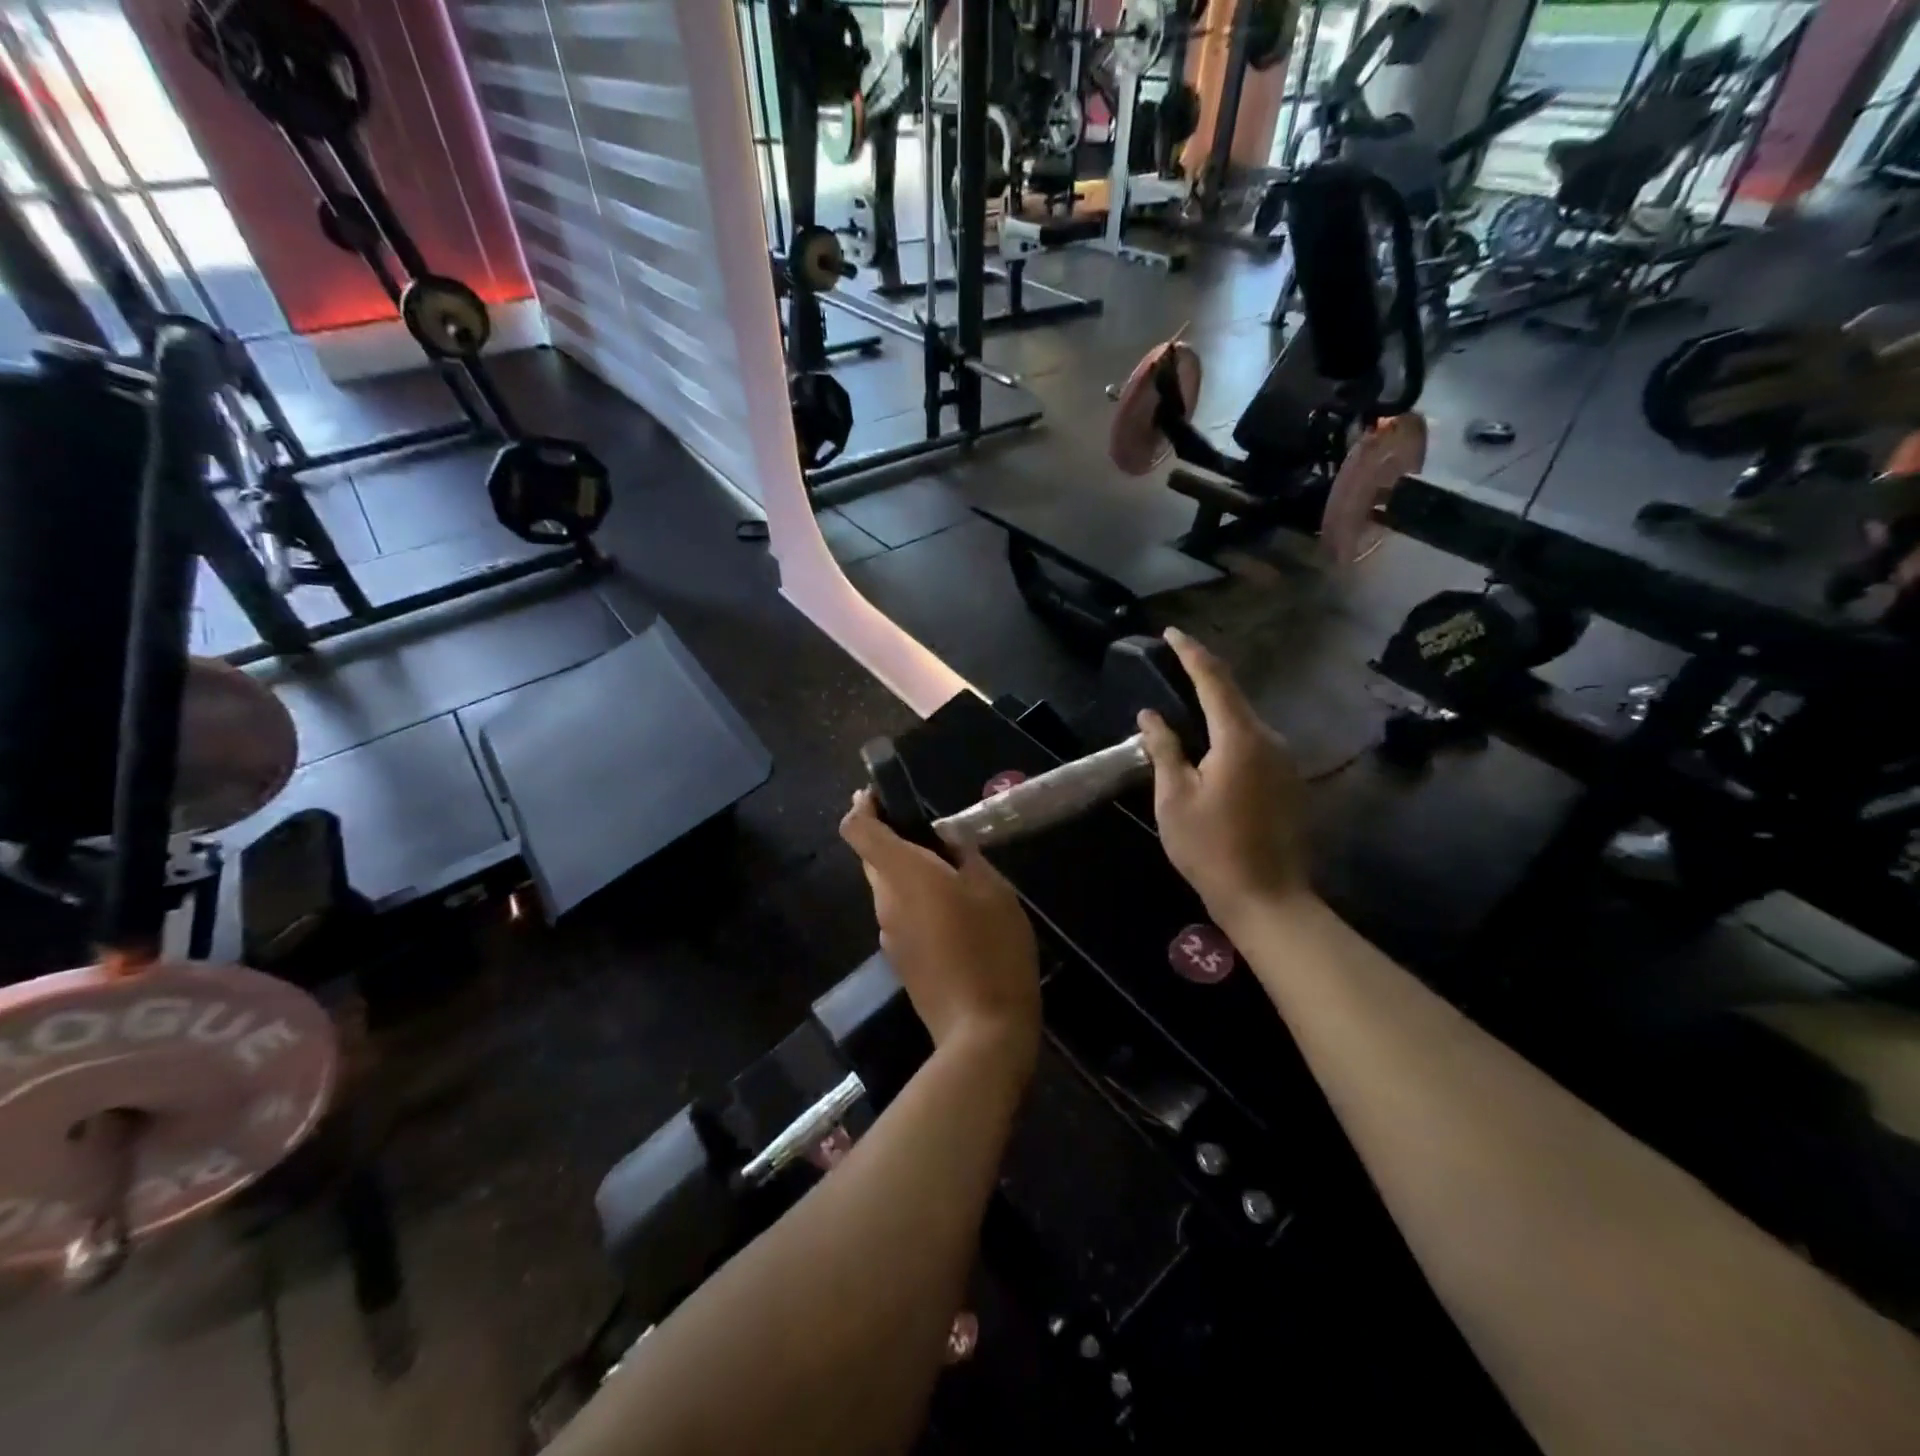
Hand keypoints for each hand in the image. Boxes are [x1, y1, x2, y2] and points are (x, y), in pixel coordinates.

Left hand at [840, 790, 1041, 1061]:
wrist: (982, 1032)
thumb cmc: (991, 948)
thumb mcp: (993, 890)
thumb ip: (964, 855)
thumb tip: (944, 839)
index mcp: (903, 875)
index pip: (858, 830)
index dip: (863, 806)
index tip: (881, 794)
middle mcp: (885, 901)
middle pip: (873, 858)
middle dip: (892, 837)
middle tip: (933, 832)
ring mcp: (889, 934)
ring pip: (889, 887)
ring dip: (909, 872)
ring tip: (954, 872)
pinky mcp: (900, 960)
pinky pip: (901, 914)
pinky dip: (917, 901)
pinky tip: (954, 914)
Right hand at [1137, 627, 1310, 919]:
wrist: (1268, 899)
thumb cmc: (1211, 848)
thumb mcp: (1174, 798)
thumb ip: (1164, 749)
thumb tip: (1151, 716)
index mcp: (1240, 737)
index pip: (1214, 679)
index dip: (1190, 653)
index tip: (1170, 633)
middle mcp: (1270, 739)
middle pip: (1234, 696)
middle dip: (1203, 678)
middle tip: (1173, 668)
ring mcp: (1286, 761)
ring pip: (1246, 721)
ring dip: (1216, 710)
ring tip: (1185, 710)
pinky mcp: (1290, 782)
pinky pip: (1256, 744)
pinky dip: (1230, 735)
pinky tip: (1211, 751)